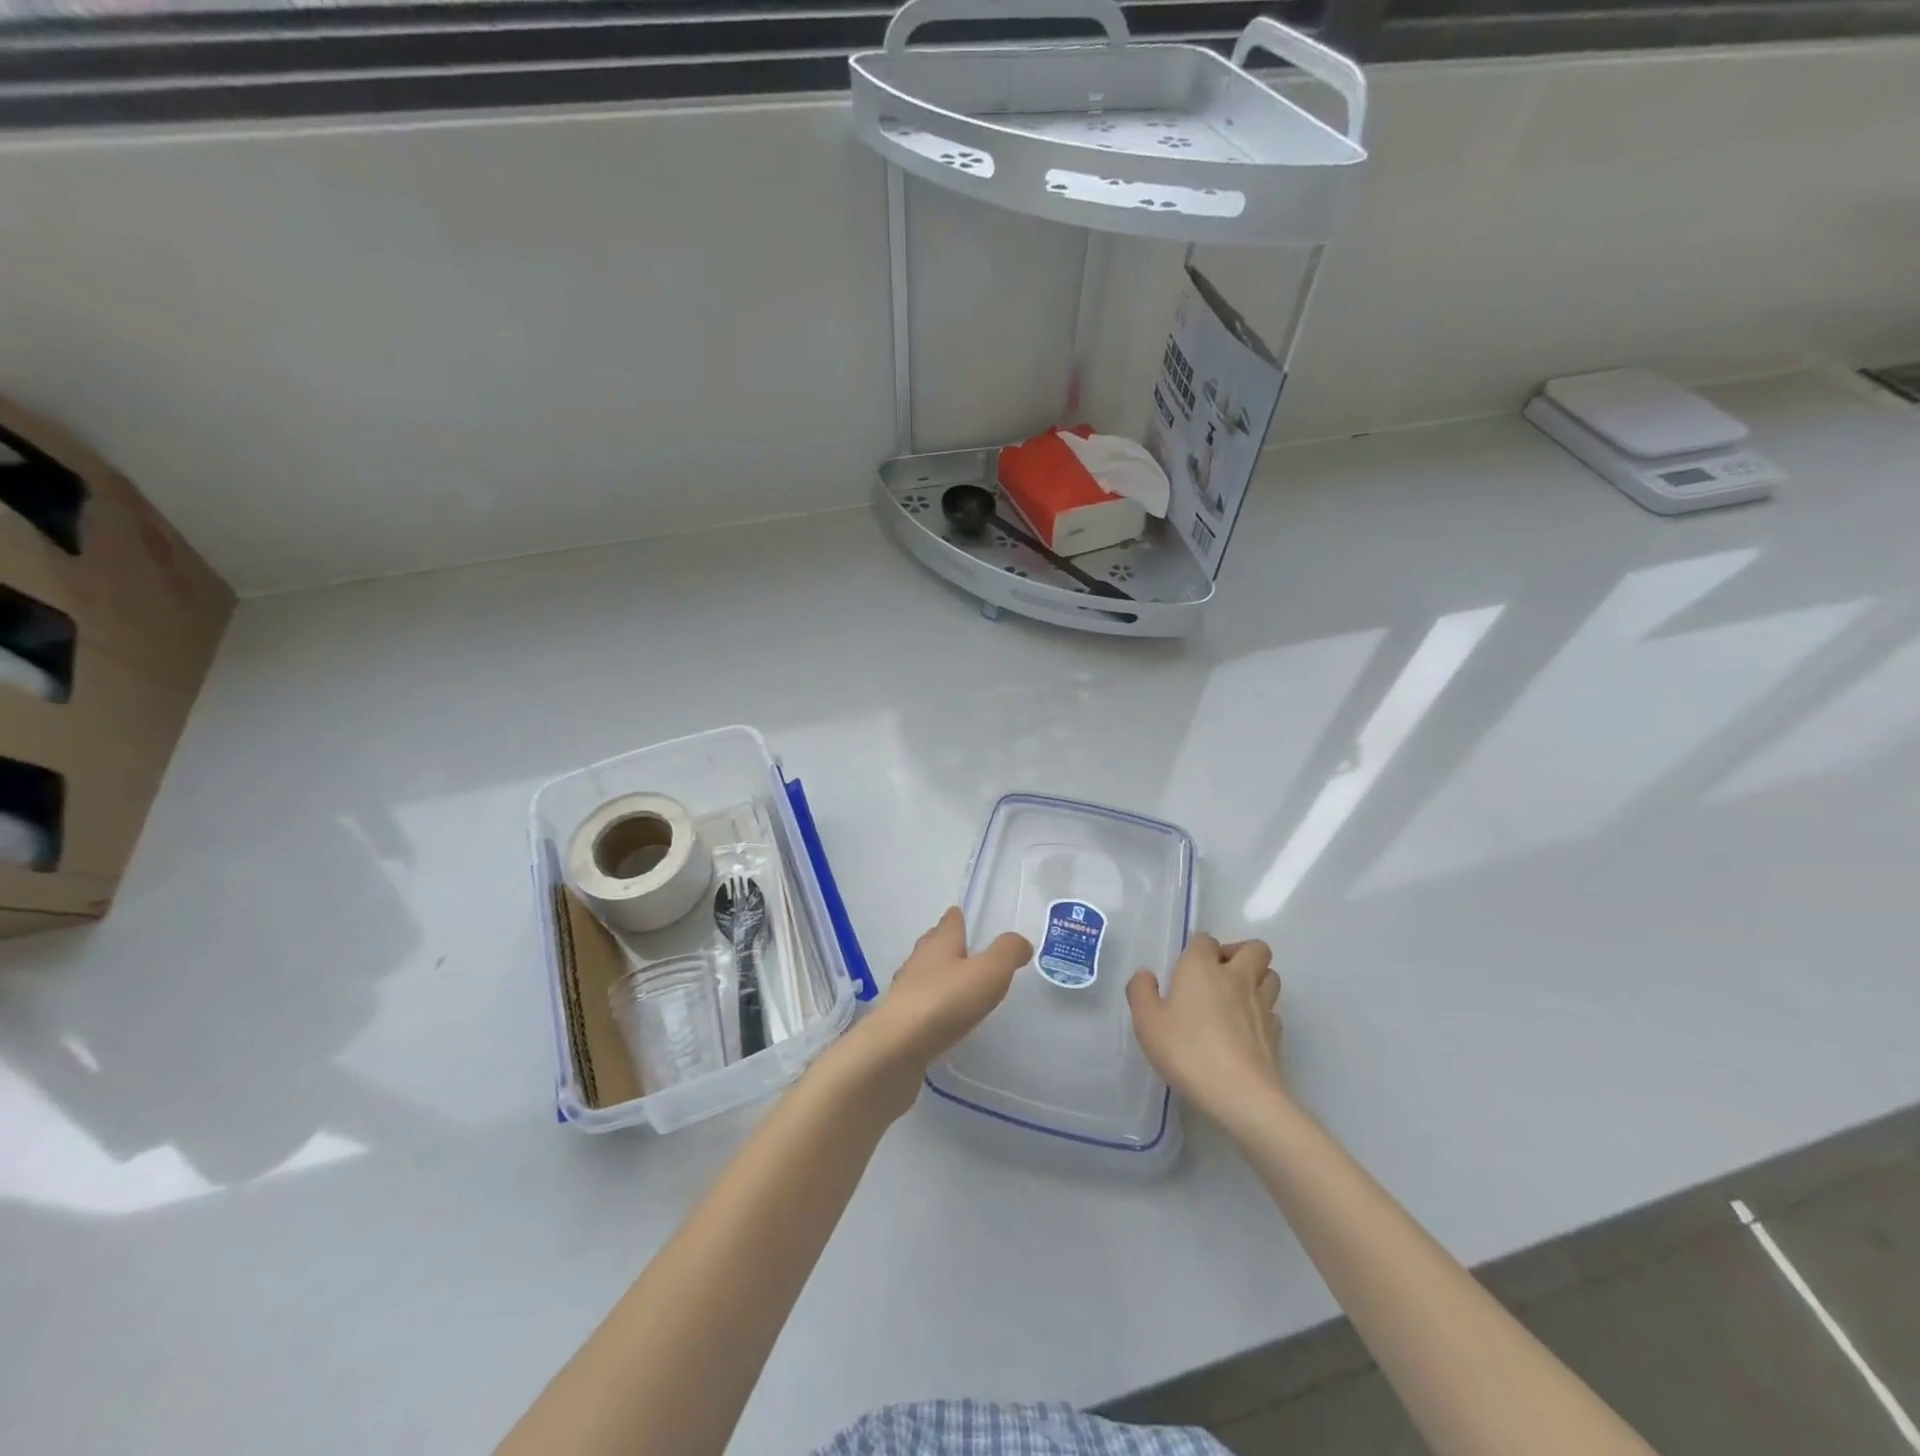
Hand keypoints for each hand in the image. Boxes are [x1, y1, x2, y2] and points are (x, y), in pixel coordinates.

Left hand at [840, 907, 1031, 1116]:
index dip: (958, 918)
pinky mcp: (900, 1021)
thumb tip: (1020, 942)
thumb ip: (1008, 953)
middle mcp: (919, 960)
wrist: (898, 1047)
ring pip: (924, 973)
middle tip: (962, 947)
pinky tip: (941, 1016)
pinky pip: (920, 1003)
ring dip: (937, 974)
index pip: (950, 922)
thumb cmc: (946, 1001)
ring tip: (955, 982)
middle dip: (946, 943)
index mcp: (940, 943)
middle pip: (933, 944)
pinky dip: (931, 1003)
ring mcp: (905, 990)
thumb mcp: (989, 972)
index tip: (962, 915)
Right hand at [1127, 935, 1284, 1125]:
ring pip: (1270, 975)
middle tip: (1218, 975)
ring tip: (1235, 999)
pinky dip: (1262, 1013)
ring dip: (1256, 979)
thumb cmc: (1188, 1051)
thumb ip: (1141, 992)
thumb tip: (1146, 976)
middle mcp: (1236, 977)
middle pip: (1254, 948)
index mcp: (1202, 968)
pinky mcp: (1276, 1034)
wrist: (1241, 1095)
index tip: (1184, 971)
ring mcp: (1262, 1005)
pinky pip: (1273, 1010)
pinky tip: (1246, 1031)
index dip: (1197, 950)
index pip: (1205, 940)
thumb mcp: (1147, 1022)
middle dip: (1239, 954)